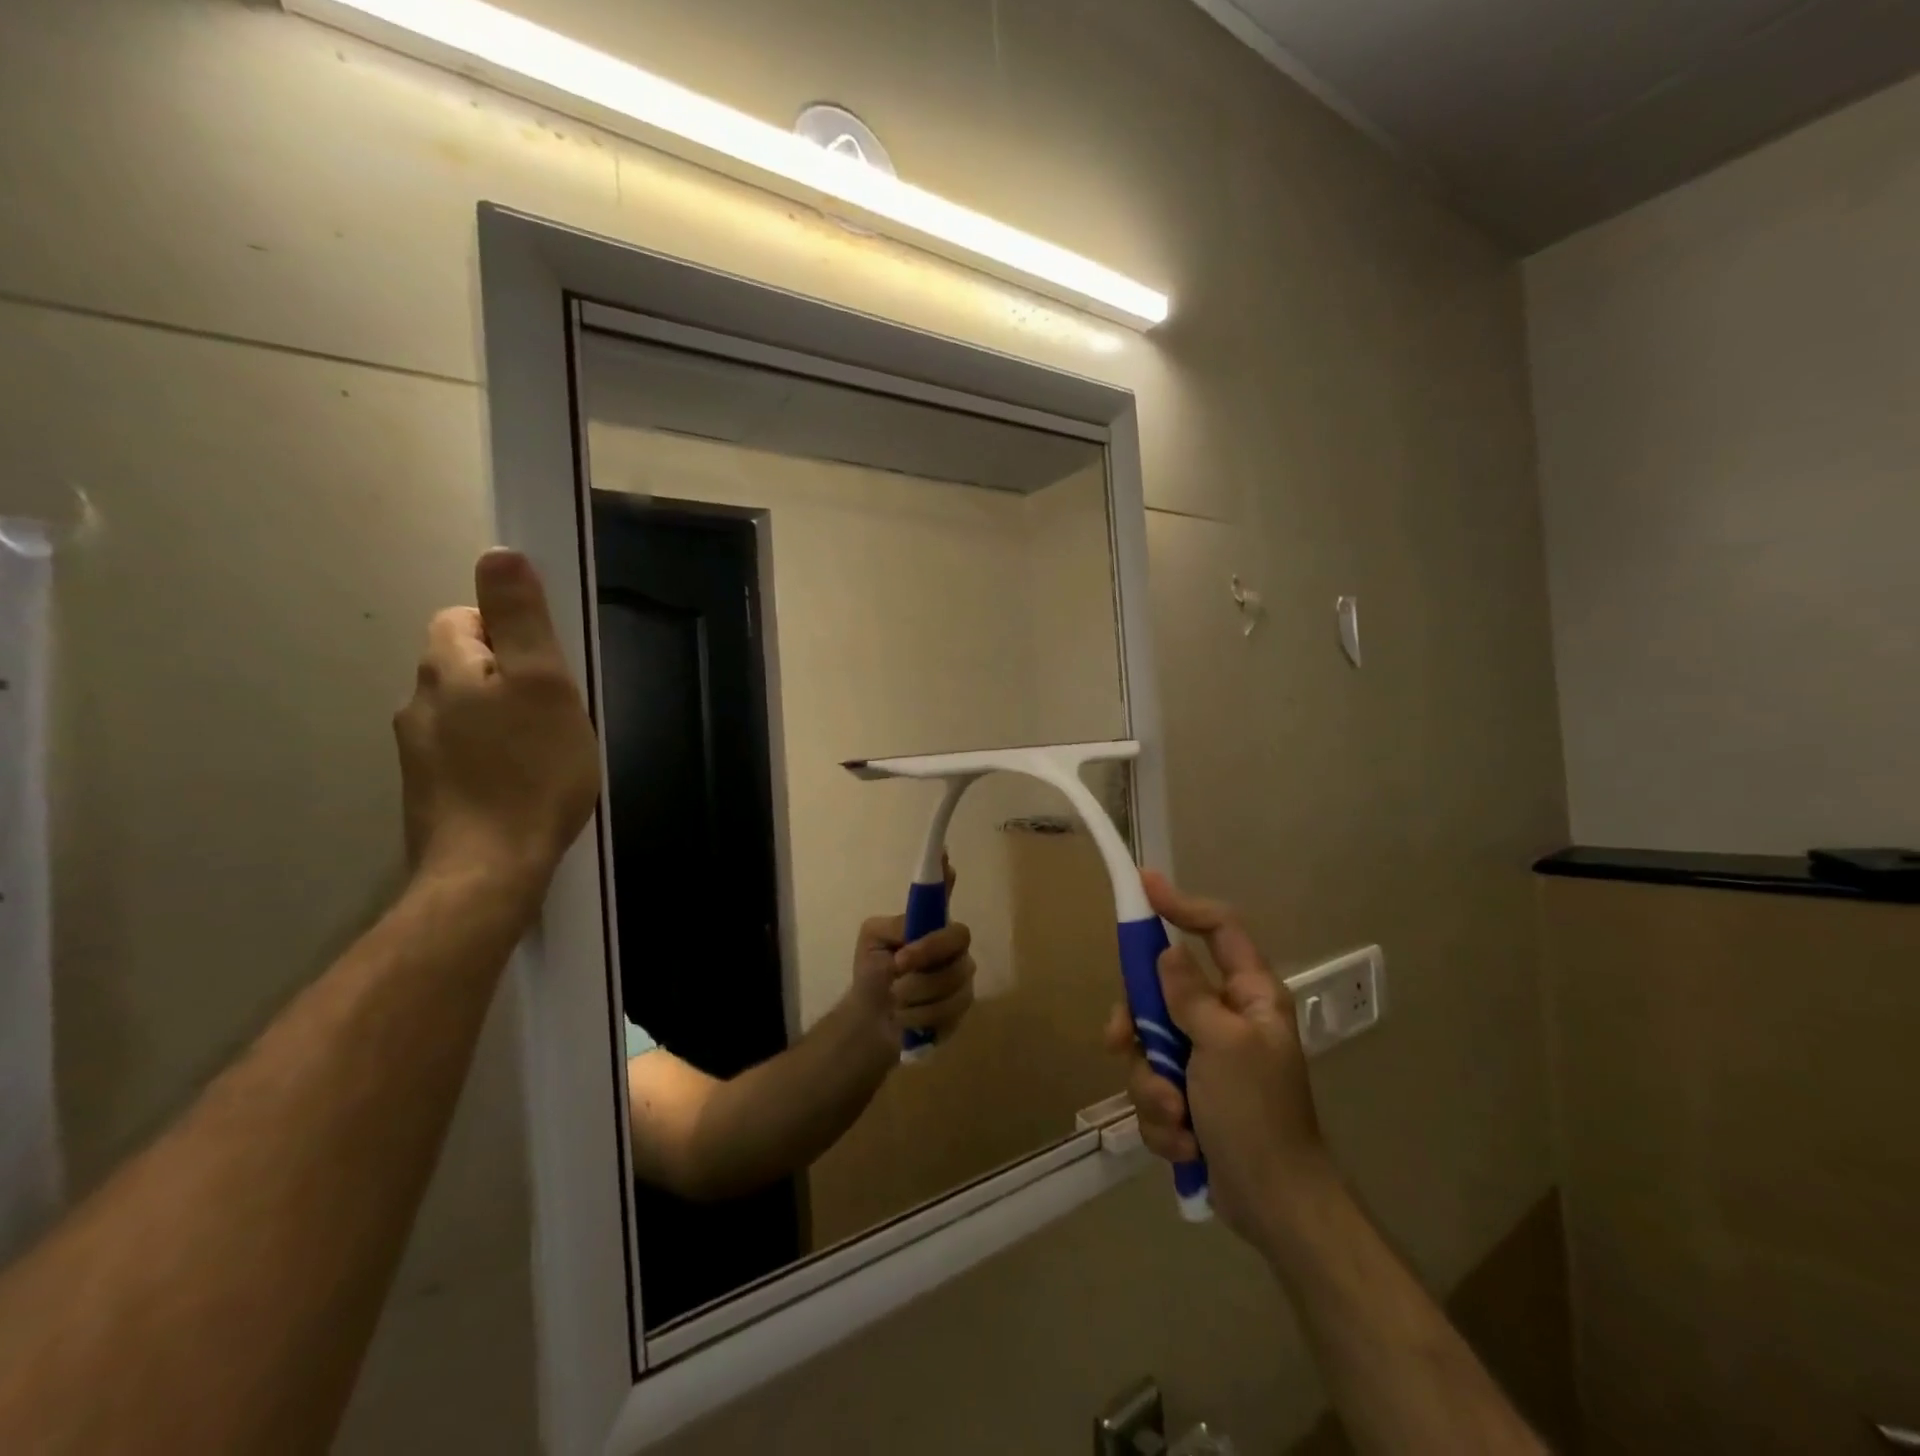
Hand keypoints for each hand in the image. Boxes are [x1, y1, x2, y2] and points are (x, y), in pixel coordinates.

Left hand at [394, 549, 600, 898]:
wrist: (489, 869)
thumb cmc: (531, 771)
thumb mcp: (544, 684)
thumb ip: (521, 619)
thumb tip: (498, 553)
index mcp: (446, 668)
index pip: (465, 617)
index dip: (510, 631)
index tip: (548, 667)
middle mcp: (419, 702)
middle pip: (464, 664)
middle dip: (509, 676)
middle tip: (556, 712)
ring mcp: (418, 752)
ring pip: (465, 711)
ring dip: (501, 718)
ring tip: (544, 752)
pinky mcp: (430, 792)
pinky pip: (465, 752)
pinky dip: (492, 756)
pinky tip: (521, 783)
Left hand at [847, 859, 975, 1054]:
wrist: (872, 1020)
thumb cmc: (873, 973)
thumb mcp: (872, 943)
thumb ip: (894, 928)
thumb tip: (914, 921)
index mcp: (929, 923)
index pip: (943, 893)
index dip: (946, 874)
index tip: (945, 856)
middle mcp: (952, 944)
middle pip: (958, 937)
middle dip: (927, 952)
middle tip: (899, 964)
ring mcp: (961, 974)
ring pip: (952, 978)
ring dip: (915, 991)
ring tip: (895, 998)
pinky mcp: (962, 1006)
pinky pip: (950, 1008)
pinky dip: (920, 1016)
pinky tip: (906, 1017)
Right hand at [1105, 871, 1331, 1244]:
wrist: (1274, 1208)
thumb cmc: (1257, 1116)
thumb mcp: (1223, 1046)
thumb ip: (1189, 995)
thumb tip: (1165, 953)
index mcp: (1249, 997)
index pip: (1218, 930)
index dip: (1181, 906)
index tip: (1143, 889)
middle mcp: (1225, 1020)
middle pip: (1162, 991)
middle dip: (1140, 1027)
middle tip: (1120, 1041)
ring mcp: (1205, 1060)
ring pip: (1149, 1047)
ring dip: (1153, 1087)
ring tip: (1177, 1119)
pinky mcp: (1190, 1098)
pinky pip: (1154, 1088)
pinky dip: (1163, 1119)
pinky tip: (1186, 1144)